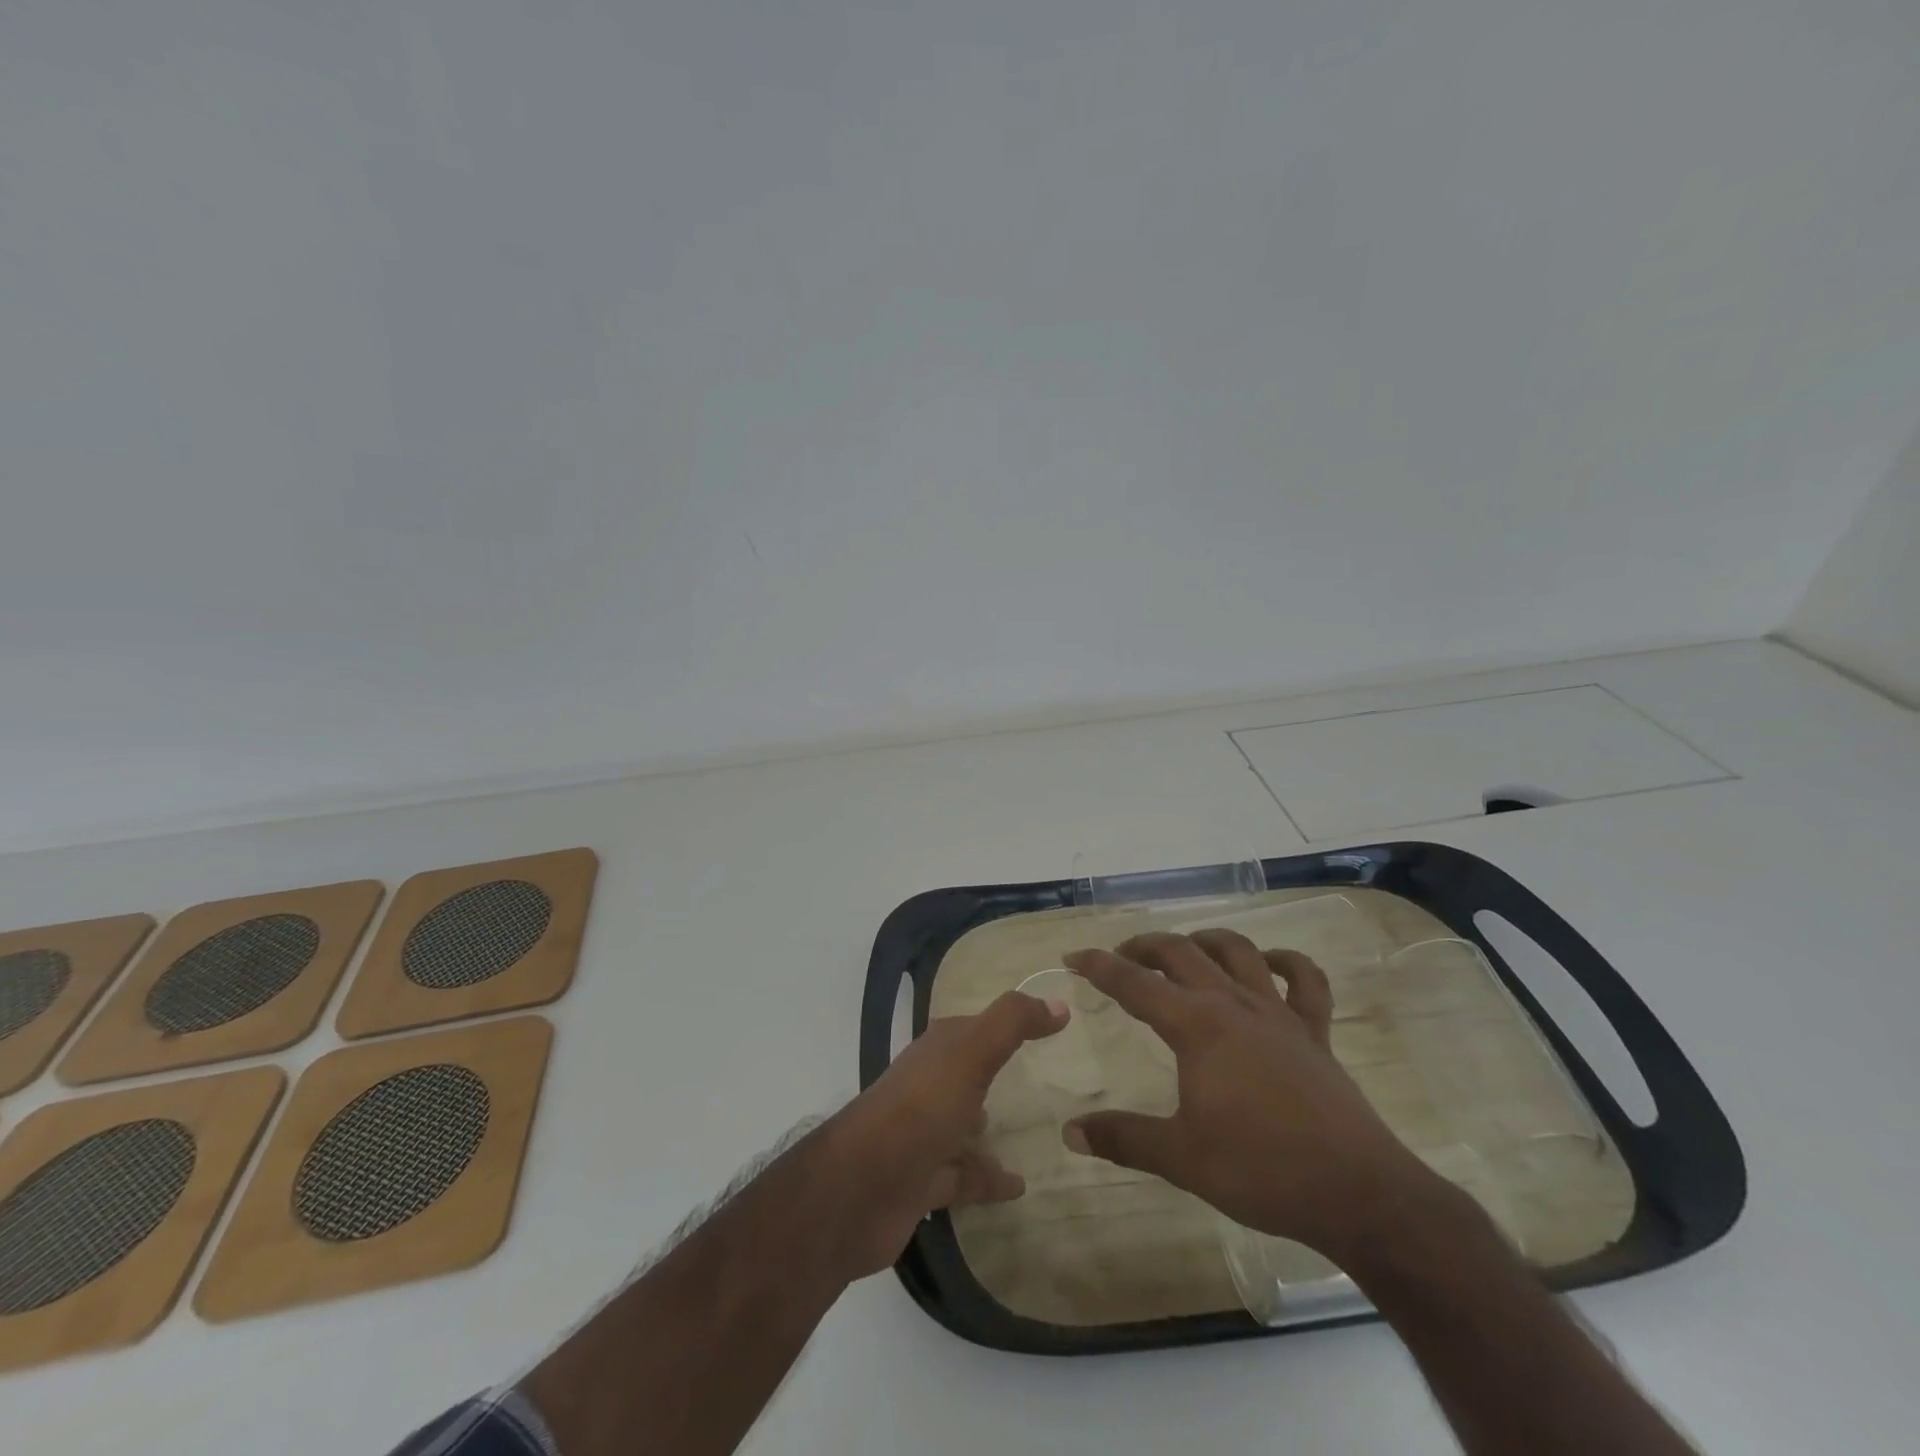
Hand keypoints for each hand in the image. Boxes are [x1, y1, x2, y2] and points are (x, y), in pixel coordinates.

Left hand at [821, 990, 1065, 1278]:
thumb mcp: (971, 1053)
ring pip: (963, 1127)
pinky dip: (989, 1178)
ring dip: (988, 1128)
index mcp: (937, 1051)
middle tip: (1039, 1078)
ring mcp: (923, 1136)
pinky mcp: (923, 1183)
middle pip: (967, 1075)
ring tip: (1031, 1132)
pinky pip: (965, 1176)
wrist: (859, 1189)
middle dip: (993, 1072)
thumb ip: (1012, 1024)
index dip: (1007, 1023)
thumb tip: (1058, 1003)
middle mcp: (928, 1087)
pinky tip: (1020, 1186)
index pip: (975, 1028)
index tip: (1046, 1024)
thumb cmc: (920, 1108)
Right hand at [1062, 930, 1434, 1266]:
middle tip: (1121, 957)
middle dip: (1144, 946)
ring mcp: (1278, 1013)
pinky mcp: (1314, 1032)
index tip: (1073, 956)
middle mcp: (1233, 1004)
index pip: (1134, 983)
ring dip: (1204, 941)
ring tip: (1184, 951)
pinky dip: (1286, 963)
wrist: (1357, 1193)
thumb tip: (1070, 1132)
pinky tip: (1268, 965)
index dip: (1100, 966)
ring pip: (1237, 951)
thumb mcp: (1181, 1157)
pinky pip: (1305, 981)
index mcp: (1196, 1026)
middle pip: (1181, 952)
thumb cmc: (1261, 1171)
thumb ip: (1123, 1138)